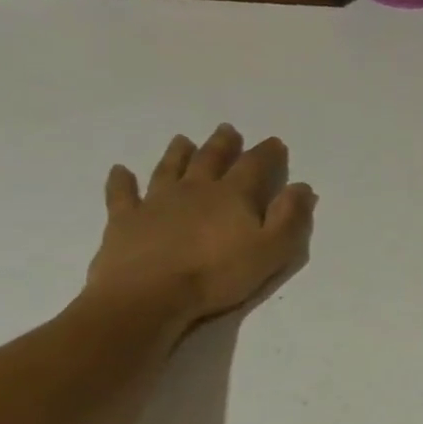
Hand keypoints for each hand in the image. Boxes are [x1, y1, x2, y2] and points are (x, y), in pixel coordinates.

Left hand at [84, 125, 316, 328]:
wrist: (150, 294)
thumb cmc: (219, 274)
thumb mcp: (272, 250)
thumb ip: (290, 217)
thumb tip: (302, 187)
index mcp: (232, 196)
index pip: (254, 166)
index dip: (266, 153)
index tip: (275, 142)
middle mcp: (194, 190)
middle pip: (210, 160)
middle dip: (222, 145)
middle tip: (227, 129)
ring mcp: (156, 202)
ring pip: (169, 169)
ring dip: (178, 154)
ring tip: (183, 140)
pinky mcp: (125, 219)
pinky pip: (122, 194)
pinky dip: (122, 181)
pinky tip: (120, 171)